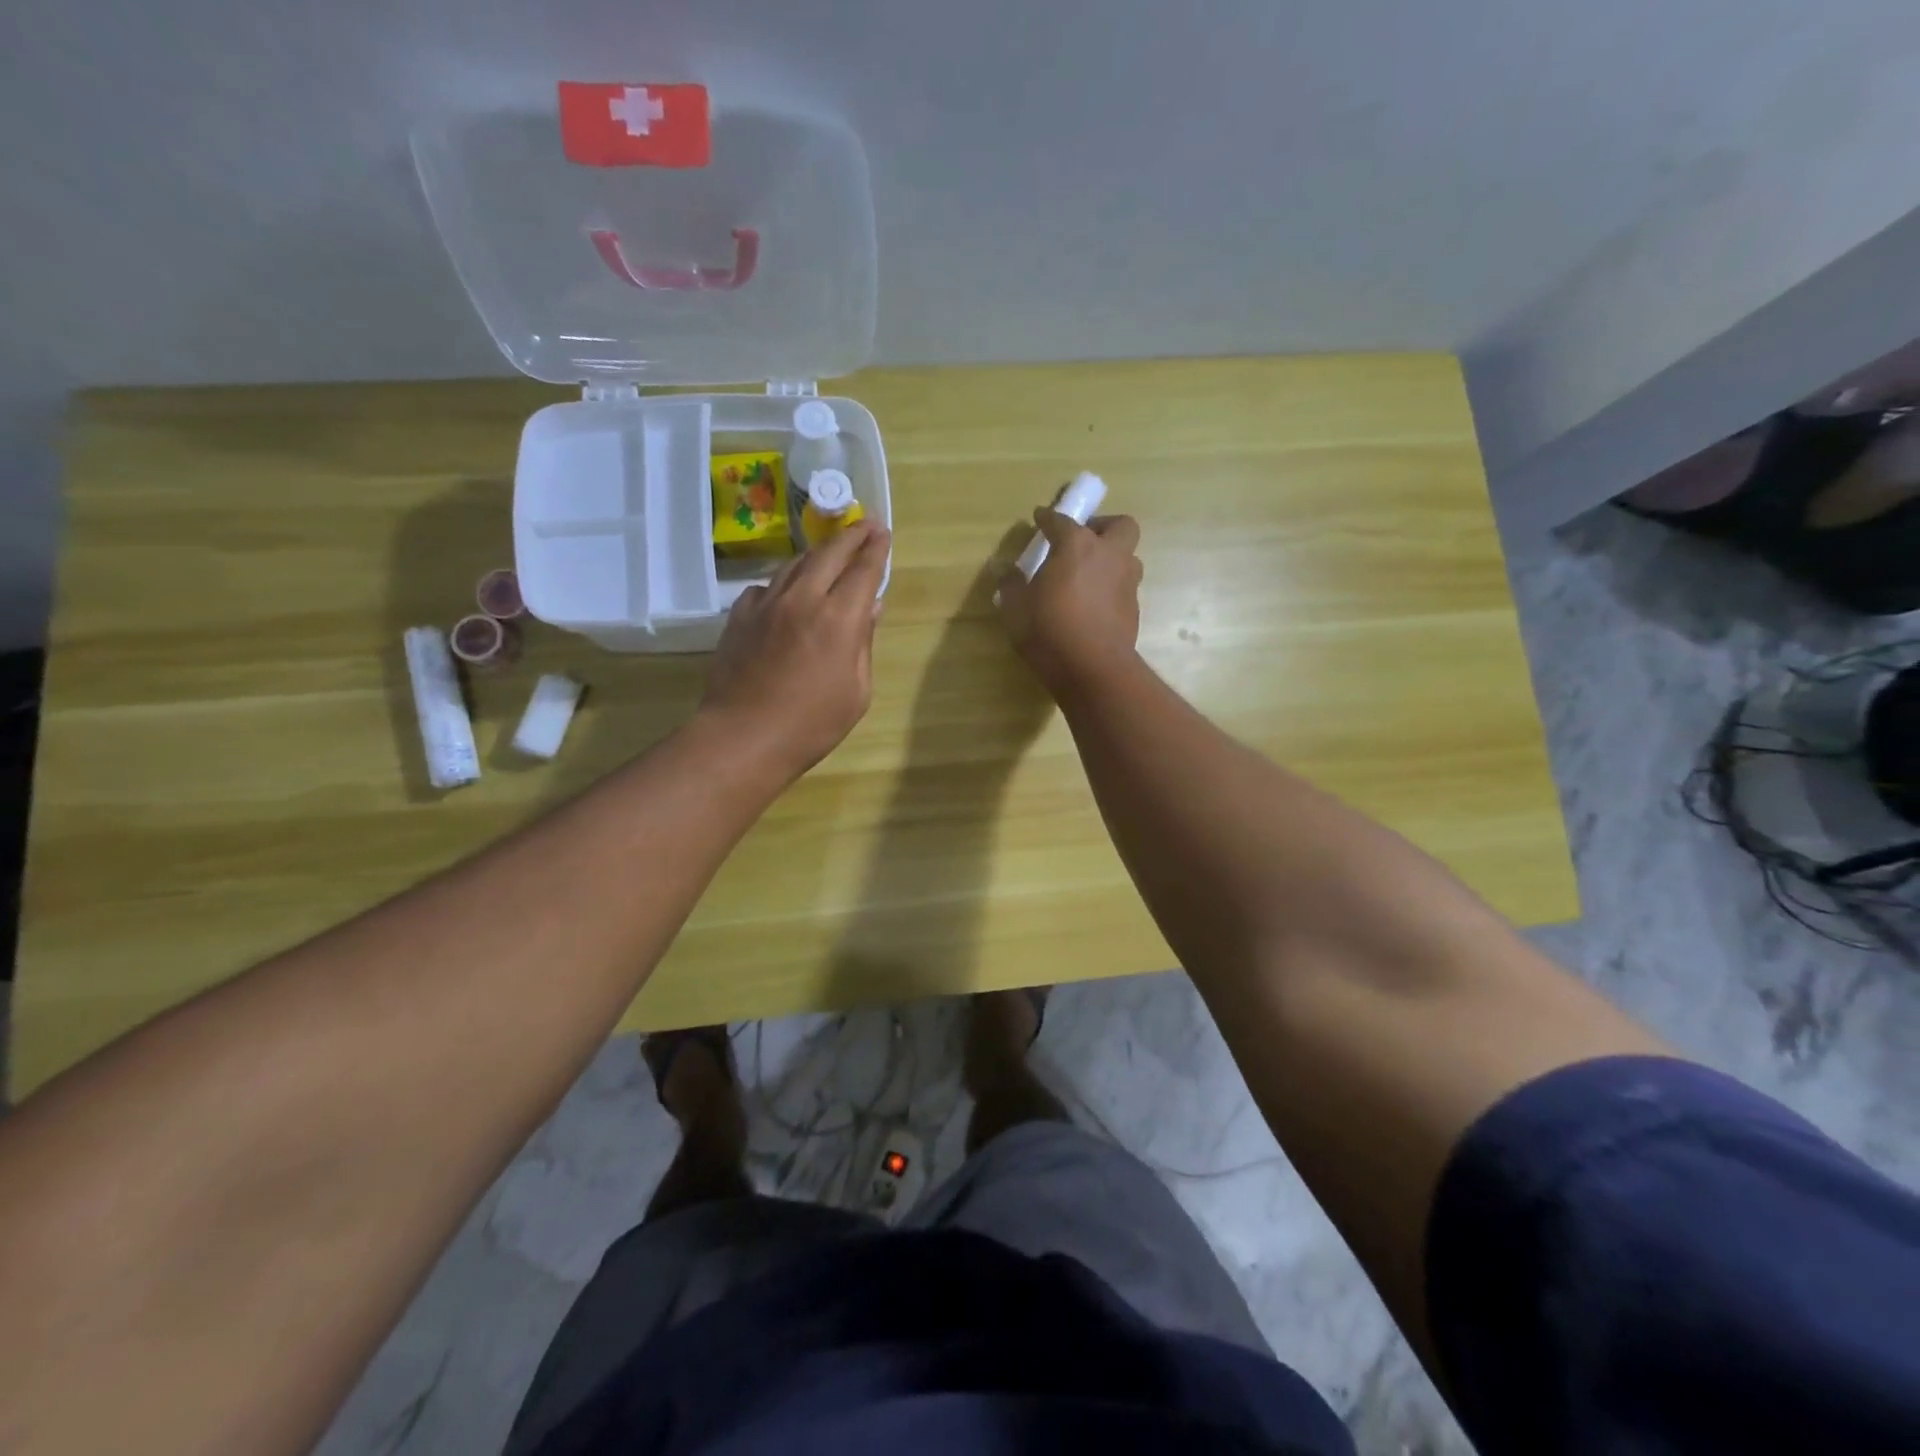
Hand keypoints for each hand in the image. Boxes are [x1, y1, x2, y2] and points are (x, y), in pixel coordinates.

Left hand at [700, 520, 890, 780]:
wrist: (743, 736)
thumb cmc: (811, 724)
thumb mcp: (857, 692)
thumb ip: (864, 643)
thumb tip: (870, 607)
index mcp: (838, 618)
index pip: (863, 569)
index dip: (876, 548)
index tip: (883, 532)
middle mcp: (803, 599)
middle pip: (829, 553)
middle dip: (851, 535)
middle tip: (865, 526)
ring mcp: (766, 604)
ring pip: (795, 563)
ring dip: (818, 553)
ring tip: (830, 551)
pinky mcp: (739, 616)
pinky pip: (767, 586)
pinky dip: (785, 581)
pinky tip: (788, 592)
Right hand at [996, 509, 1142, 695]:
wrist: (1093, 670)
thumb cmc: (1049, 631)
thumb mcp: (1016, 608)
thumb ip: (1011, 584)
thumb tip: (1003, 568)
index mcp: (1076, 545)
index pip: (1061, 521)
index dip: (1048, 518)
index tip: (1039, 518)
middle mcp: (1108, 555)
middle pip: (1119, 525)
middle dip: (1102, 526)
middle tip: (1082, 541)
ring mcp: (1126, 582)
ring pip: (1128, 556)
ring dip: (1111, 558)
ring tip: (1089, 574)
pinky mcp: (1133, 609)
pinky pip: (1124, 586)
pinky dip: (1111, 587)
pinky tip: (1093, 604)